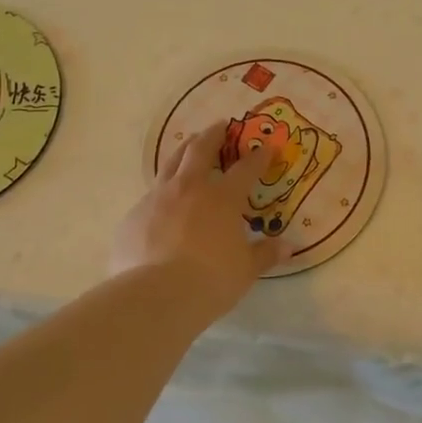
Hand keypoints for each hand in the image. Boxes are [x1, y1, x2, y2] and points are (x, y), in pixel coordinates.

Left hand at [111, 122, 284, 316]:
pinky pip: (150, 196)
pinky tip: (162, 204)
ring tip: (188, 145)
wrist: (155, 296)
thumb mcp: (245, 270)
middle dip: (212, 135)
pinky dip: (162, 193)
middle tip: (219, 126)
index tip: (268, 146)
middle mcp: (189, 189)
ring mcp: (157, 199)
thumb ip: (265, 254)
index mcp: (222, 198)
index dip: (259, 157)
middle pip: (200, 150)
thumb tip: (288, 248)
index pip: (246, 169)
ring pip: (170, 164)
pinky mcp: (133, 217)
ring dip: (183, 151)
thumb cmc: (211, 280)